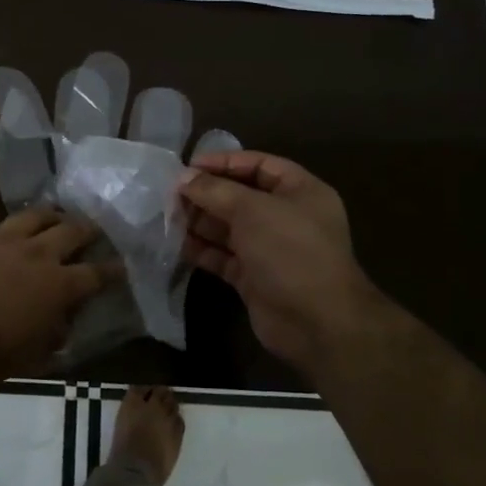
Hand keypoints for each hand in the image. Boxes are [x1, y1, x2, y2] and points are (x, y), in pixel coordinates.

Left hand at [0, 209, 119, 380]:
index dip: (113, 270)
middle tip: (95, 232)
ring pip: (39, 214)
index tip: (122, 267)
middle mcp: (38, 254)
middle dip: (89, 230)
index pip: (97, 273)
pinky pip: (7, 222)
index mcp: (58, 286)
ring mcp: (7, 239)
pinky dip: (20, 225)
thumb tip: (63, 321)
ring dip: (55, 216)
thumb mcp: (33, 356)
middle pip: (73, 230)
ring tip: (58, 218)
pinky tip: (17, 229)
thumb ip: (55, 334)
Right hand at [178, 151, 388, 378]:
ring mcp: (271, 249)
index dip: (224, 162)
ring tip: (168, 216)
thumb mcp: (253, 210)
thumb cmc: (290, 252)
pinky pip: (224, 256)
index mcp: (300, 192)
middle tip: (170, 194)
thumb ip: (215, 190)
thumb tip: (183, 177)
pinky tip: (177, 244)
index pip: (259, 165)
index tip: (188, 166)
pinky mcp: (255, 278)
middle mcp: (287, 217)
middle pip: (240, 196)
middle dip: (207, 194)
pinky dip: (203, 250)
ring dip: (200, 221)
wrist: (317, 323)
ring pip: (229, 228)